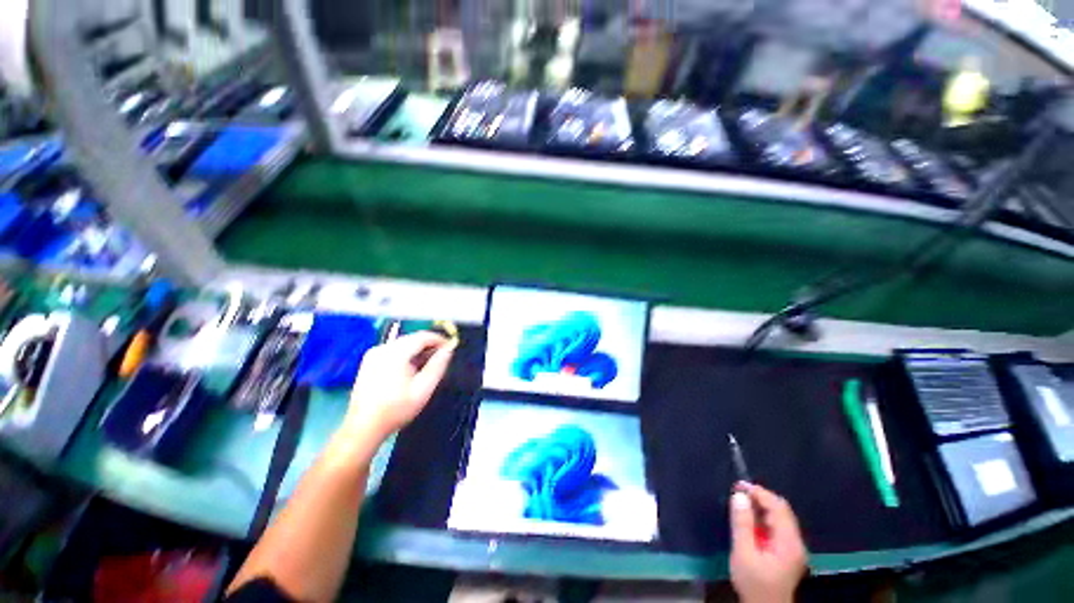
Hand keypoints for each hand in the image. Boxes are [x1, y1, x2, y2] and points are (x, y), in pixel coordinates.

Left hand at [343, 332, 456, 441]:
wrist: (363, 427)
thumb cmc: (395, 410)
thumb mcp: (423, 389)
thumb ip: (437, 366)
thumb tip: (449, 348)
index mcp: (394, 354)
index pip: (422, 336)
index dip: (439, 339)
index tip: (451, 347)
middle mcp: (382, 348)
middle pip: (412, 338)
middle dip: (429, 345)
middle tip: (442, 358)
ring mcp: (373, 354)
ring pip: (403, 344)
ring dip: (418, 350)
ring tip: (428, 365)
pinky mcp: (370, 360)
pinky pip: (394, 350)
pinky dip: (406, 355)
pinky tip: (411, 370)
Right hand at [729, 483, 807, 602]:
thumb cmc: (754, 583)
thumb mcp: (743, 553)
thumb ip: (742, 524)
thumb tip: (739, 496)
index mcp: (788, 542)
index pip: (778, 508)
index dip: (759, 493)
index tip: (738, 485)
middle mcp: (795, 542)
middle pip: (782, 511)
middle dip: (760, 497)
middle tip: (738, 491)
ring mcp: (793, 548)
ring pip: (779, 518)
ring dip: (761, 507)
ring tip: (740, 502)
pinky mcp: (787, 552)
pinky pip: (777, 527)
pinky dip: (763, 518)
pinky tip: (749, 519)